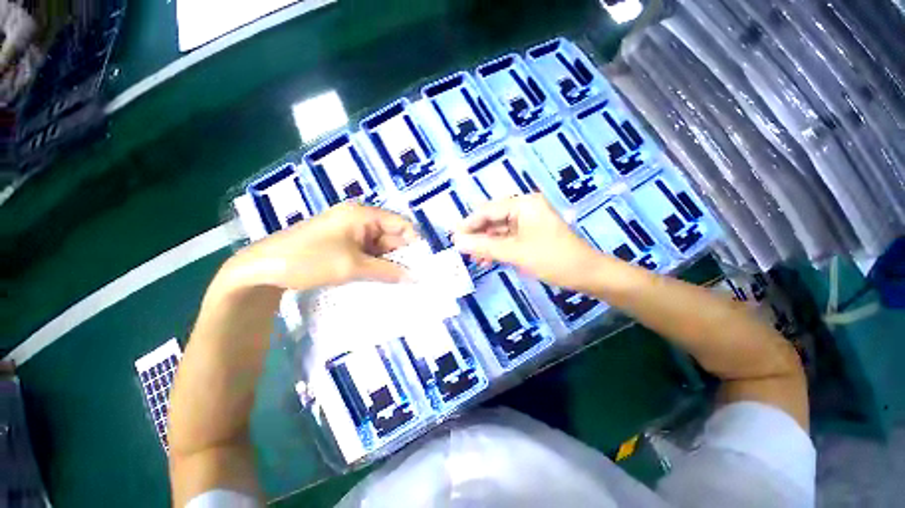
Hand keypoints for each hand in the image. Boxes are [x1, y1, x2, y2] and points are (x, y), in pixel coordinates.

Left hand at [223, 203, 418, 292]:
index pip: (400, 223)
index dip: (414, 241)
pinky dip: (376, 265)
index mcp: (362, 214)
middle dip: (402, 255)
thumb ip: (387, 271)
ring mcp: (350, 233)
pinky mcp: (343, 245)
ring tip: (401, 281)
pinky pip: (368, 254)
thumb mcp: (352, 266)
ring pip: (380, 247)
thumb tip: (415, 278)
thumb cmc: (310, 259)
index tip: (423, 263)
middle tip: (414, 276)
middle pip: (391, 236)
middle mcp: (359, 220)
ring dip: (389, 263)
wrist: (263, 269)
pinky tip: (383, 279)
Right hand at [454, 194, 600, 289]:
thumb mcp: (514, 252)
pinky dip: (497, 248)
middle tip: (461, 249)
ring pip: (499, 230)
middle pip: (493, 219)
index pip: (488, 210)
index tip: (453, 237)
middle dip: (477, 235)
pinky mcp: (531, 233)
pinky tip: (487, 259)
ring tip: (473, 258)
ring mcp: (529, 221)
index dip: (469, 224)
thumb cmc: (551, 259)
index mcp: (524, 204)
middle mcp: (525, 208)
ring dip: (486, 243)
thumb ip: (484, 246)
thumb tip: (457, 242)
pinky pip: (508, 237)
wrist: (586, 274)